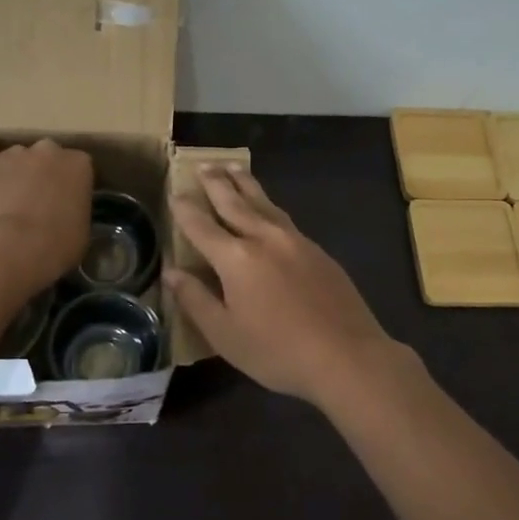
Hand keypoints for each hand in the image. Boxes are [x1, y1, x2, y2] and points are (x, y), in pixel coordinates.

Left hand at [0, 140, 93, 294]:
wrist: (14, 250)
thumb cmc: (57, 246)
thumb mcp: (82, 229)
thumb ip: (75, 209)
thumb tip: (64, 212)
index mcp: (78, 164)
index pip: (78, 166)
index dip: (70, 183)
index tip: (66, 200)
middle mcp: (48, 150)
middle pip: (47, 155)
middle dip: (42, 172)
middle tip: (37, 198)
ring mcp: (14, 153)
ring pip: (15, 156)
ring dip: (13, 171)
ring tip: (6, 198)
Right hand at [165, 166, 403, 407]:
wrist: (347, 355)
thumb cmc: (277, 351)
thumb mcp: (225, 334)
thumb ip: (196, 300)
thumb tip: (171, 273)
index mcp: (236, 258)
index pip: (202, 226)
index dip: (185, 209)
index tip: (174, 193)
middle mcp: (264, 238)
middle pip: (234, 202)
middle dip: (216, 183)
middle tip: (204, 164)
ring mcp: (295, 241)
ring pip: (264, 203)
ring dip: (245, 184)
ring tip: (233, 168)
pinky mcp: (318, 251)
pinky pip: (284, 217)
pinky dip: (268, 205)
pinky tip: (268, 209)